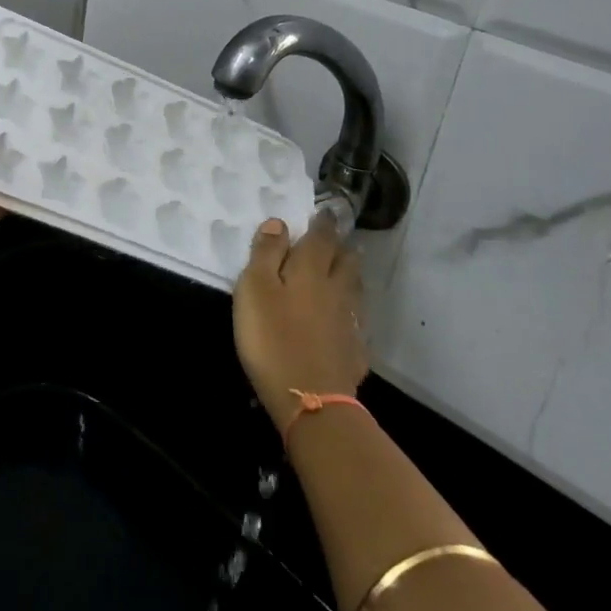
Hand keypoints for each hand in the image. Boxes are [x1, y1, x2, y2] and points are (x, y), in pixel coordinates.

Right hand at [234, 213, 370, 434]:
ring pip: (354, 288)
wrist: (311, 399)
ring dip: (350, 273)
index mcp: (310, 270)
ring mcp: (349, 321)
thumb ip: (266, 253)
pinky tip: (346, 316)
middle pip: (345, 261)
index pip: (321, 237)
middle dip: (342, 246)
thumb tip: (279, 223)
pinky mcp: (354, 351)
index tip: (326, 211)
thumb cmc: (272, 338)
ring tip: (346, 267)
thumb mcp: (254, 289)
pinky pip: (356, 320)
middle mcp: (336, 289)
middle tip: (339, 238)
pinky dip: (351, 310)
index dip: (323, 223)